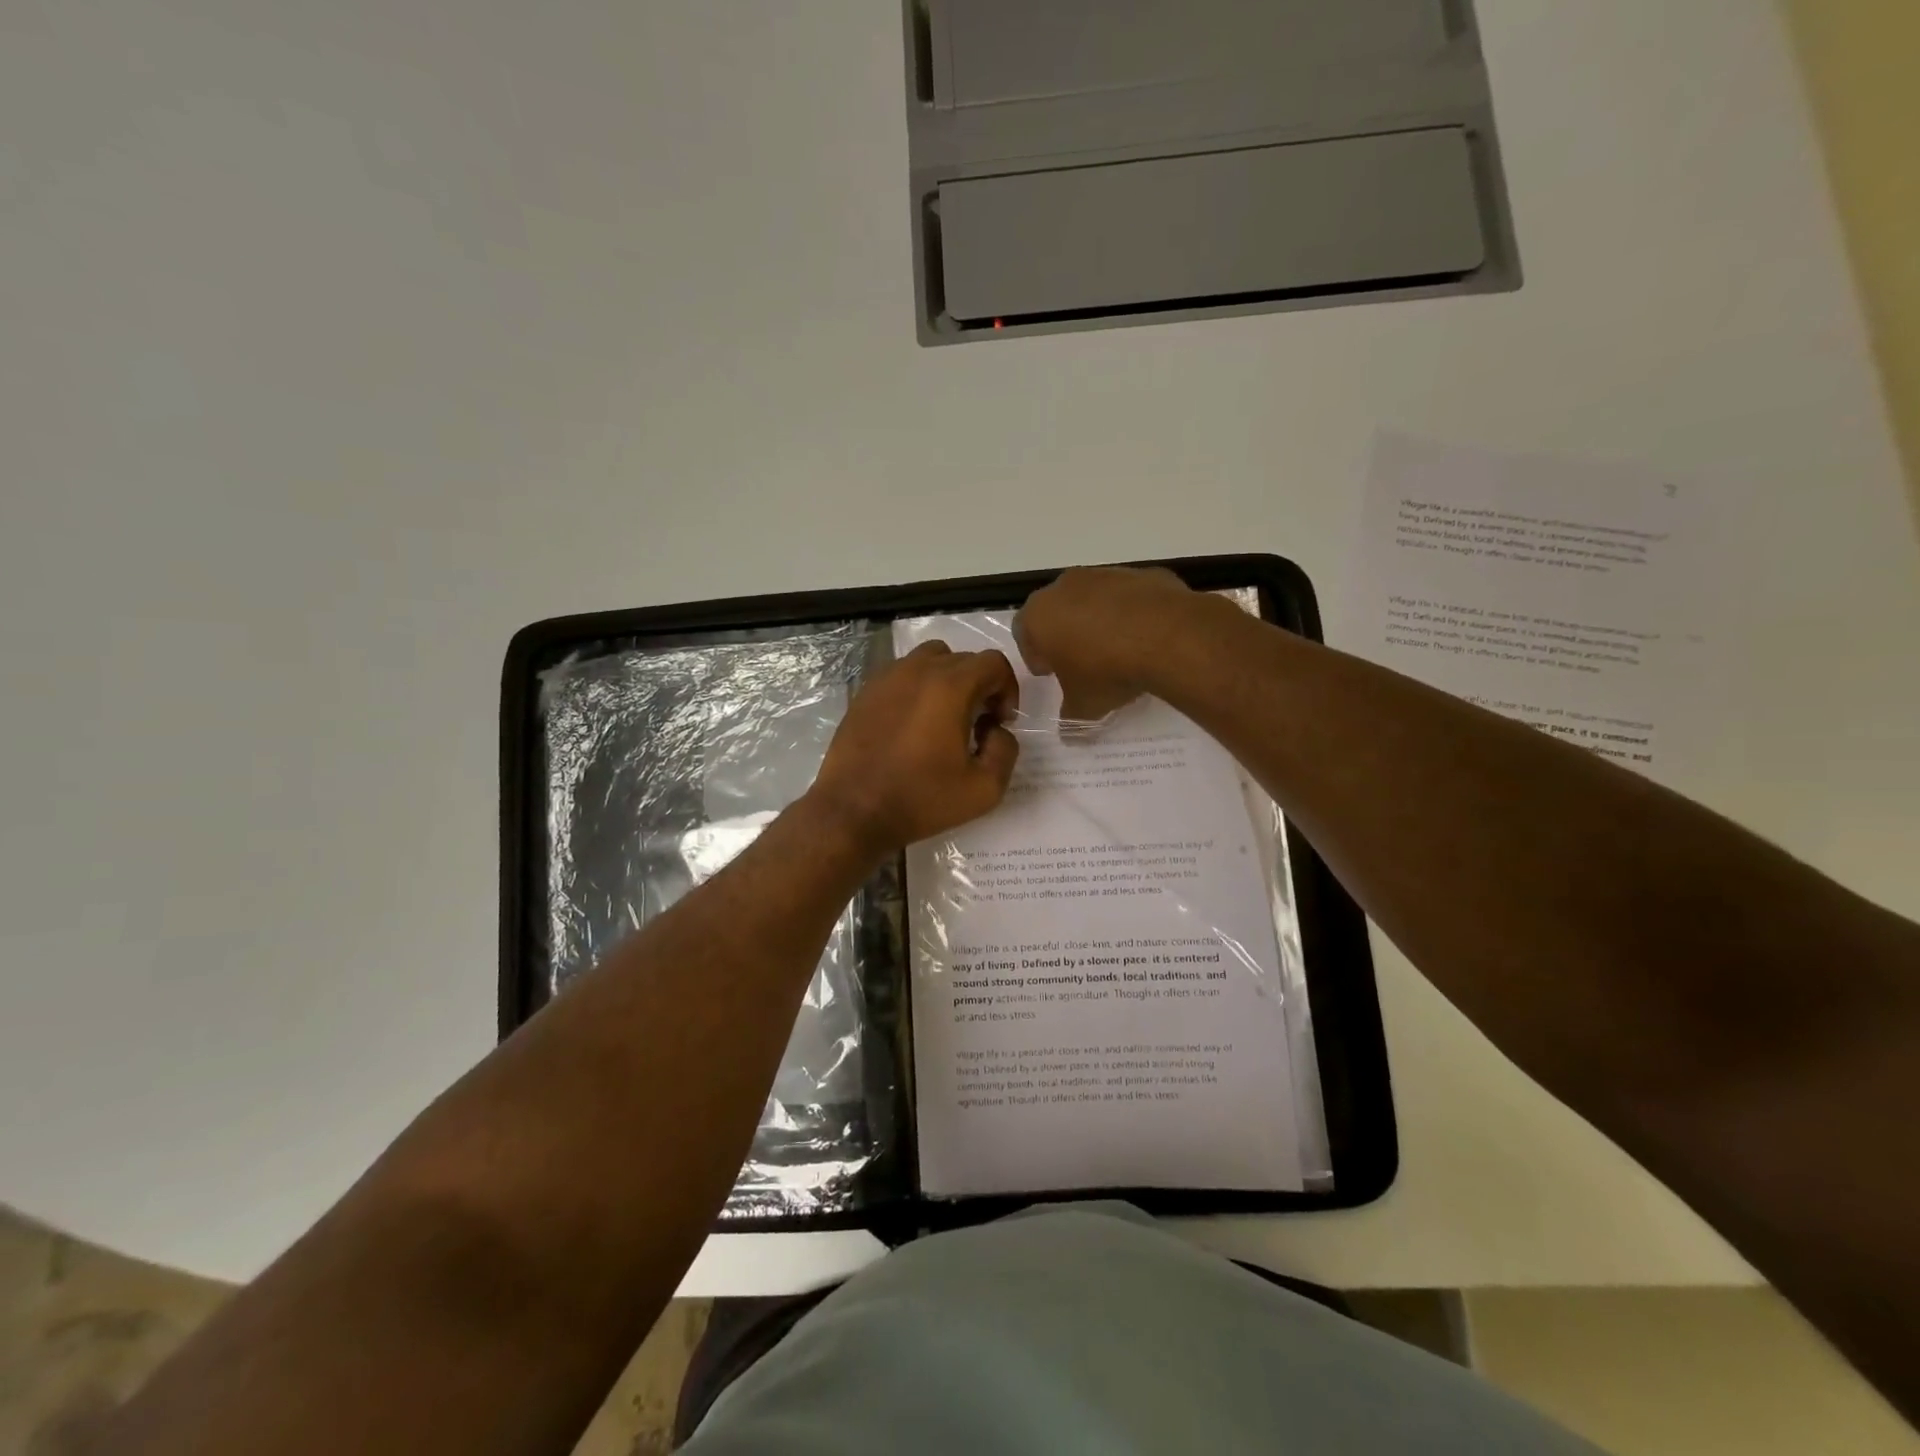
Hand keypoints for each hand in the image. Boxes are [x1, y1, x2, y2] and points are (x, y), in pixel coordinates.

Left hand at [806, 642, 1019, 853]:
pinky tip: (913, 724)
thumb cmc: (921, 799)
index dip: (1007, 689)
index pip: (993, 662)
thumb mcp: (984, 788)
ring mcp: (887, 678)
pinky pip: (902, 674)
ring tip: (945, 718)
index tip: (1000, 721)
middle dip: (980, 686)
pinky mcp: (865, 692)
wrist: (853, 811)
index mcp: (950, 687)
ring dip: (948, 681)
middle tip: (977, 725)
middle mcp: (918, 670)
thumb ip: (1006, 750)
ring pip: (930, 660)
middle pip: (963, 659)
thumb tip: (995, 729)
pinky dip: (918, 688)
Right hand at [1013, 566, 1200, 722]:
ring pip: (1091, 599)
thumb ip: (1070, 718)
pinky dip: (1130, 613)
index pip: (1023, 631)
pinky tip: (1144, 638)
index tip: (1050, 673)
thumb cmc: (1106, 671)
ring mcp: (1105, 575)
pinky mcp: (1141, 574)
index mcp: (1039, 615)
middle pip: (1056, 610)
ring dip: (1096, 621)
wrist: (1167, 637)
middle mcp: (1066, 586)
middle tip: (1078, 661)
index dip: (1034, 654)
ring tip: (1115, 650)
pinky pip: (1127, 597)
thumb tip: (1068, 736)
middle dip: (1063, 634)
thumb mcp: (1084, 706)